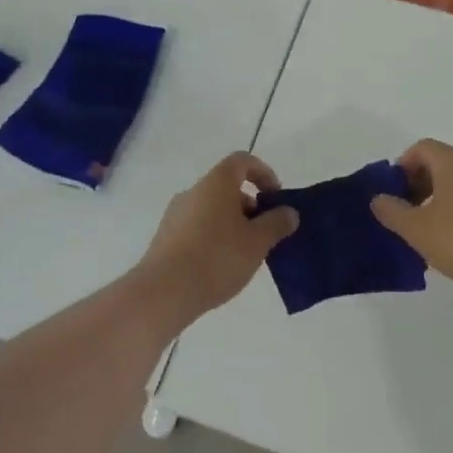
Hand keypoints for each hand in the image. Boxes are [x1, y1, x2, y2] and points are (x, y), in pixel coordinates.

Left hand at [138, 152, 297, 317]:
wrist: (164, 291)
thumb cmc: (217, 258)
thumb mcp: (257, 242)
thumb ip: (276, 223)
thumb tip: (288, 212)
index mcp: (216, 183)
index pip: (242, 161)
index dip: (263, 173)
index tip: (276, 198)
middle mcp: (193, 191)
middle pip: (227, 187)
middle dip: (250, 206)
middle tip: (264, 234)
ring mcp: (175, 214)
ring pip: (212, 209)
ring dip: (232, 223)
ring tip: (245, 255)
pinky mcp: (166, 237)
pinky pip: (197, 227)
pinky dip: (214, 237)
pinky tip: (220, 266)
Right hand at [370, 139, 452, 299]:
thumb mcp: (418, 229)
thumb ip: (393, 212)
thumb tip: (378, 198)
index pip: (422, 148)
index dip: (402, 166)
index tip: (392, 194)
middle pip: (441, 164)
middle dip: (418, 185)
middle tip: (405, 215)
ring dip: (438, 202)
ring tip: (427, 234)